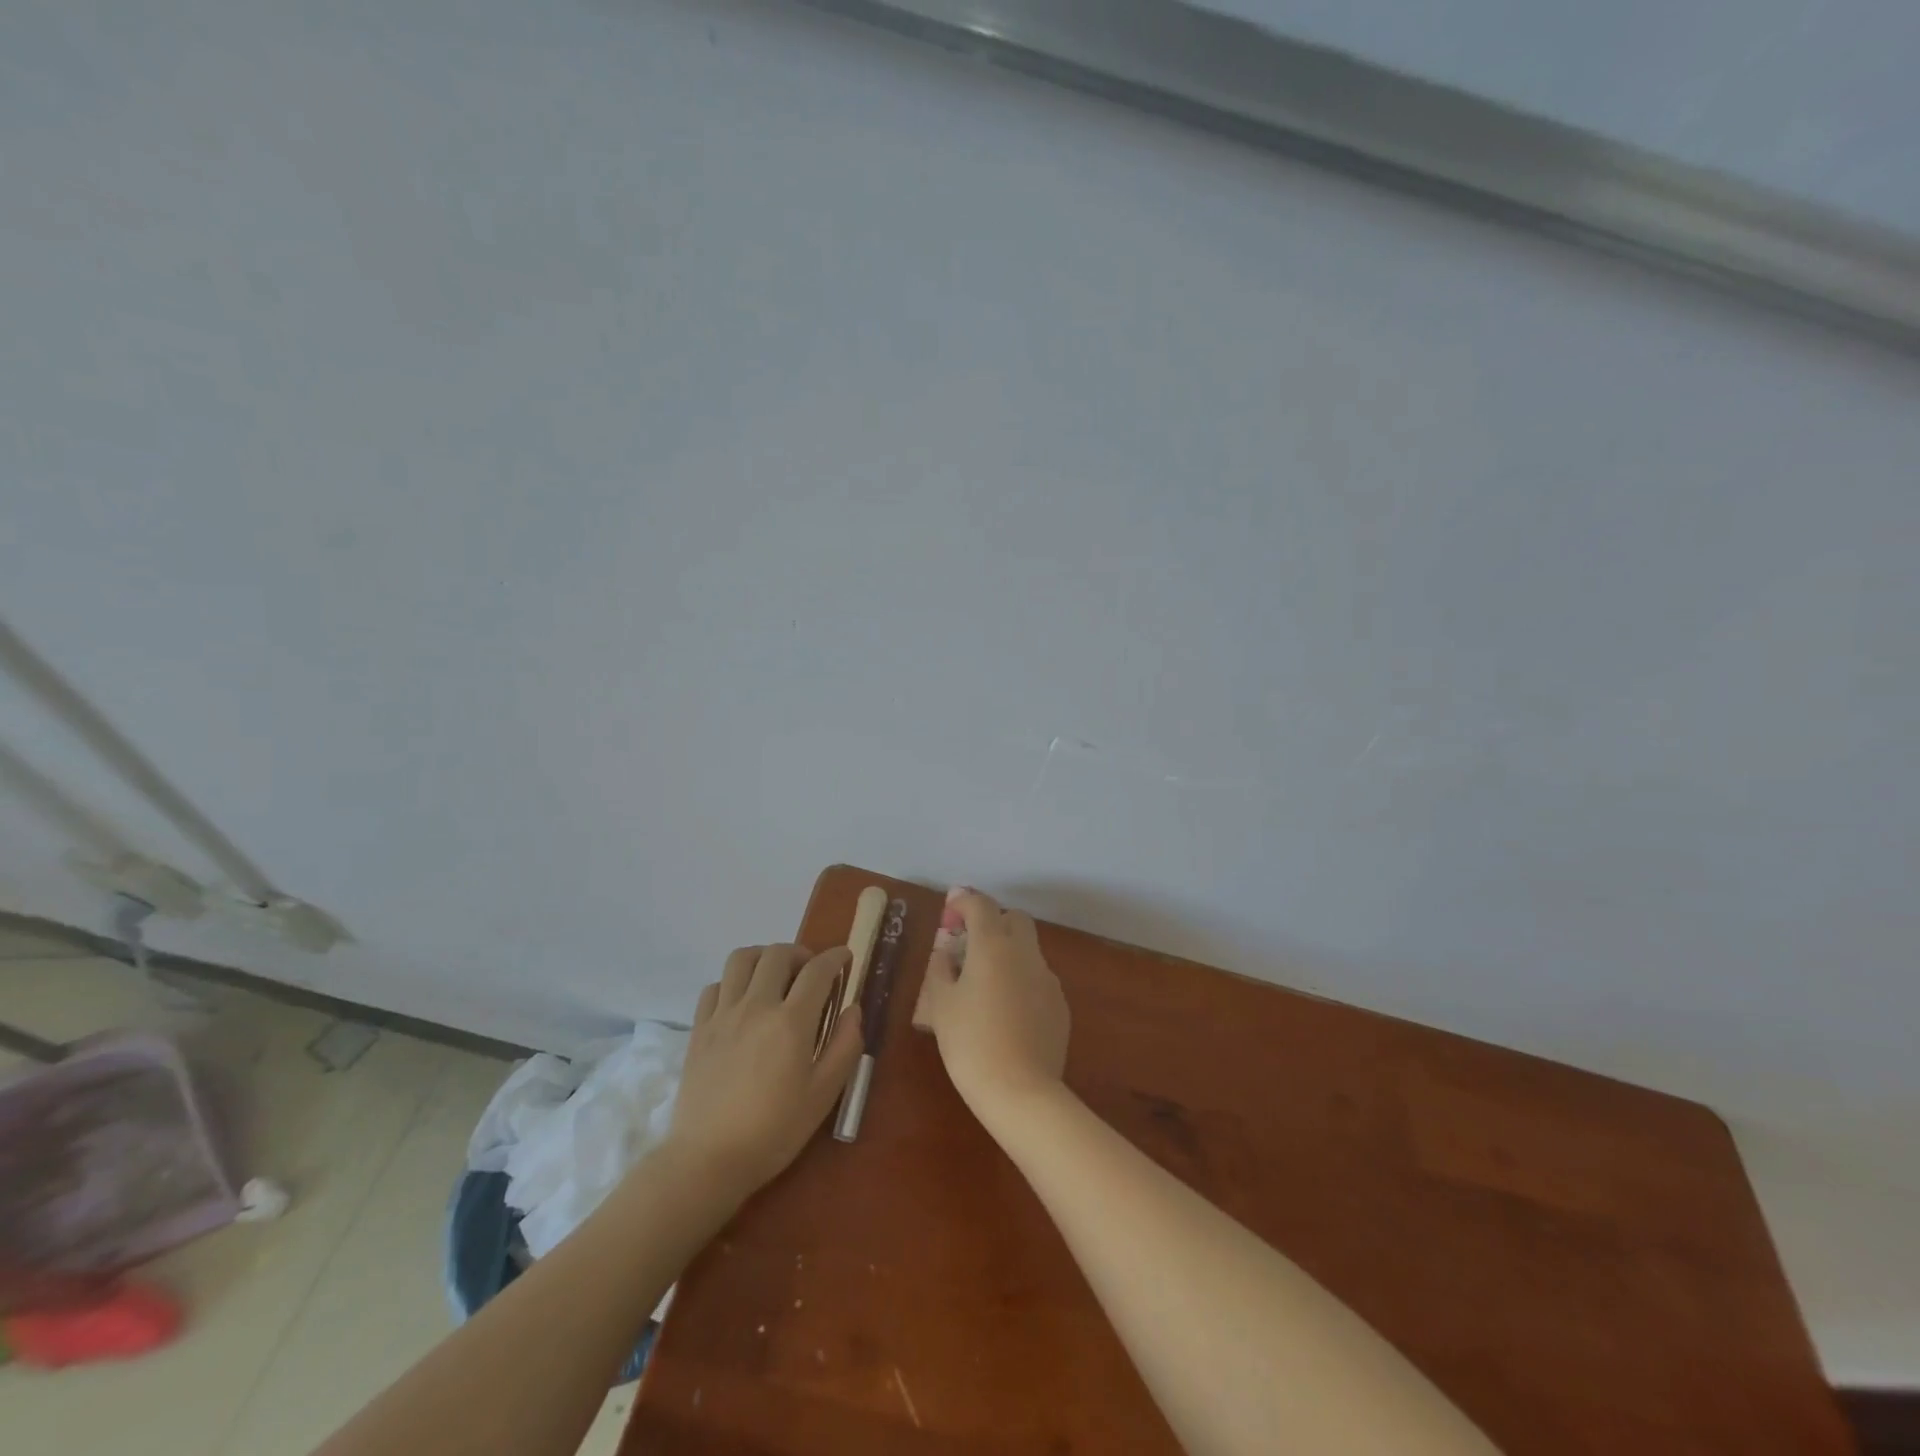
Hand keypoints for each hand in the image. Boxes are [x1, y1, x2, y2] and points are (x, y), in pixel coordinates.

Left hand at [667, 944, 862, 1202]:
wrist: (708, 1160)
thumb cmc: (774, 1131)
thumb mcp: (824, 1094)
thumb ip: (845, 1045)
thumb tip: (853, 1009)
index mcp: (791, 1021)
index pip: (818, 970)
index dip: (835, 957)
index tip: (845, 957)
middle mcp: (757, 1006)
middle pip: (778, 953)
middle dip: (801, 953)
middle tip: (810, 972)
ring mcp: (723, 1014)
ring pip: (742, 958)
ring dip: (764, 957)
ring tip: (774, 976)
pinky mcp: (699, 1028)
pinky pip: (715, 986)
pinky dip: (733, 982)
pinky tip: (741, 1002)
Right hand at [914, 889, 1070, 1123]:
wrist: (1020, 1091)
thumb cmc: (970, 1043)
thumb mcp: (941, 1005)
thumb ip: (941, 970)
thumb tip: (946, 955)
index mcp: (993, 946)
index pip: (981, 905)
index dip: (963, 903)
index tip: (949, 914)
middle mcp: (1025, 953)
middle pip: (1014, 919)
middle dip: (992, 922)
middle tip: (969, 946)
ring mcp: (1047, 978)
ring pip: (1028, 949)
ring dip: (1008, 953)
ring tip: (985, 985)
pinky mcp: (1060, 1004)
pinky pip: (1038, 978)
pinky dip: (1021, 981)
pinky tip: (1007, 1012)